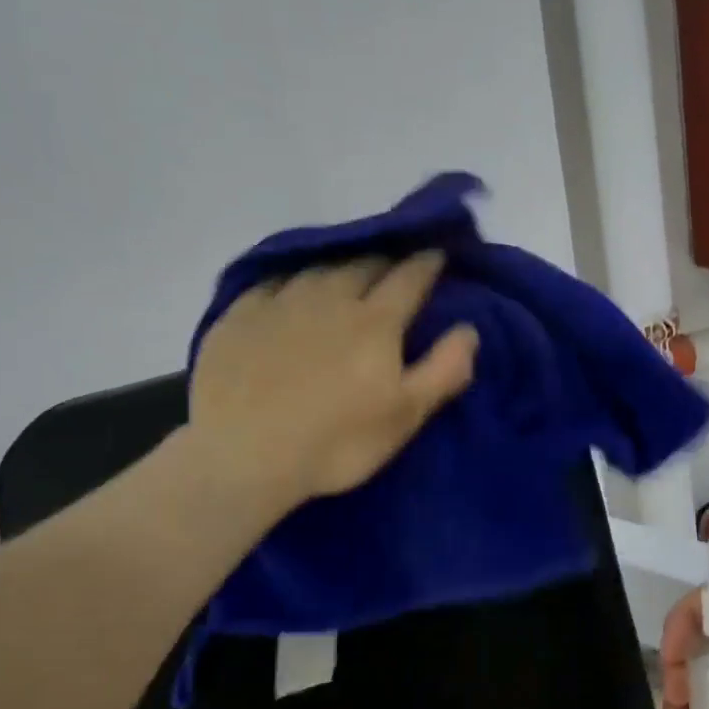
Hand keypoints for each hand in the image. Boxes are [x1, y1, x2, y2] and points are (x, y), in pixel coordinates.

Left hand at [184, 252, 478, 510]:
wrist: (243, 455)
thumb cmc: (335, 442)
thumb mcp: (404, 416)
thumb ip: (443, 370)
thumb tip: (469, 330)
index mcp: (375, 322)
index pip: (409, 278)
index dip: (426, 263)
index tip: (436, 253)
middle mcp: (330, 298)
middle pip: (363, 265)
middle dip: (384, 261)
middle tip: (392, 266)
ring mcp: (280, 303)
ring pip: (318, 269)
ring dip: (338, 267)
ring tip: (344, 274)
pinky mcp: (239, 316)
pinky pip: (271, 282)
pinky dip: (290, 281)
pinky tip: (289, 290)